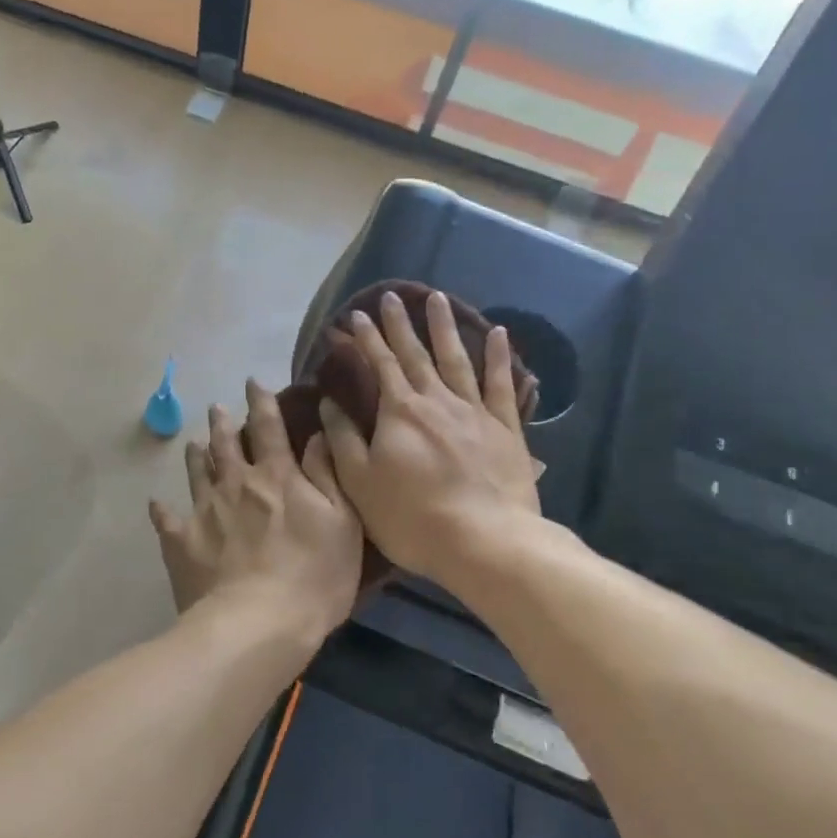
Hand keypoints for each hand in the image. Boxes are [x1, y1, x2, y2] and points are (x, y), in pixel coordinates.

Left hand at [150, 379, 363, 640]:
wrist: (258, 624)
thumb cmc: (314, 575)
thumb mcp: (343, 522)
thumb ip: (328, 473)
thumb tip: (317, 431)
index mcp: (276, 476)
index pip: (269, 428)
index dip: (261, 402)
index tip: (253, 382)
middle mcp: (236, 483)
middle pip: (226, 445)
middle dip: (222, 423)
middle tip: (217, 408)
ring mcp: (205, 511)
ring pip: (197, 473)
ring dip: (196, 455)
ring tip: (192, 443)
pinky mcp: (181, 542)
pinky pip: (166, 520)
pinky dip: (161, 510)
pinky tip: (156, 503)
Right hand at [320, 289, 541, 585]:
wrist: (485, 540)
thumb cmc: (412, 517)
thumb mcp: (360, 483)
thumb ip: (343, 440)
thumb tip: (330, 402)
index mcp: (400, 412)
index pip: (379, 365)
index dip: (366, 339)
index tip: (355, 315)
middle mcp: (437, 400)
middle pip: (416, 354)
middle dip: (400, 324)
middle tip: (391, 297)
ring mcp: (475, 412)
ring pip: (457, 359)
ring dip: (445, 327)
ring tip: (438, 297)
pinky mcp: (506, 429)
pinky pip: (502, 385)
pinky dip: (498, 358)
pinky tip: (498, 334)